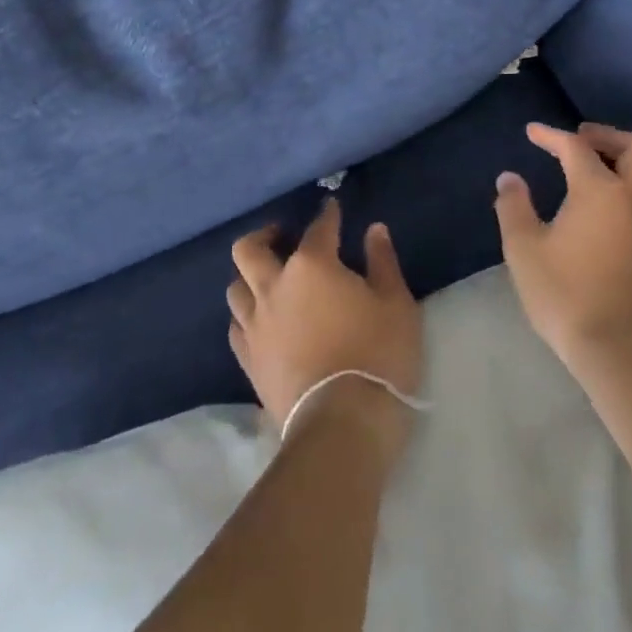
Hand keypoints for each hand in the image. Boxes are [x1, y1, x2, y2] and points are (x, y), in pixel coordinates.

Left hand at [228, 200, 422, 461]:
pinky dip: (246, 317)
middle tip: (281, 238)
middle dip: (264, 236)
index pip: (318, 229)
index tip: (332, 208)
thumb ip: (382, 261)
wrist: (342, 424)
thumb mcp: (395, 303)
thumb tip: (374, 230)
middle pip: (249, 249)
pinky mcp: (249, 361)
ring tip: (269, 281)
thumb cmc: (377, 355)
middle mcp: (274, 287)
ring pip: (236, 287)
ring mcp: (256, 325)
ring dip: (250, 277)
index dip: (327, 215)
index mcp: (312, 266)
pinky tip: (261, 322)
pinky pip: (237, 327)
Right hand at [494, 122, 631, 368]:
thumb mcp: (524, 249)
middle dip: (606, 136)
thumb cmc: (566, 293)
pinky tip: (617, 201)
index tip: (532, 132)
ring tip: (605, 164)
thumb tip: (510, 179)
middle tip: (579, 138)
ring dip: (631, 158)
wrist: (620, 349)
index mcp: (600, 190)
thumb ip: (514, 207)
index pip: (576, 148)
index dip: (551, 135)